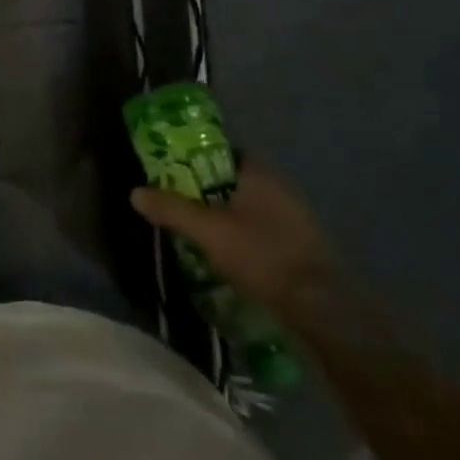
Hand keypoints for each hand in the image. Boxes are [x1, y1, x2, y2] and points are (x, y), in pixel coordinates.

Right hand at [130, 162, 336, 328]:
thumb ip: (172, 209)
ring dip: (224, 218)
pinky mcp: (301, 247)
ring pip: (248, 209)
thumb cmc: (263, 256)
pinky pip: (262, 231)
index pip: (223, 153)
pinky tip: (226, 256)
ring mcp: (295, 219)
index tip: (172, 173)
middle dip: (206, 192)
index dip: (196, 160)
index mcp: (260, 174)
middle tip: (177, 205)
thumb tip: (135, 192)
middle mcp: (281, 189)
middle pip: (233, 182)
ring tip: (196, 233)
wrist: (323, 307)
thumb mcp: (208, 231)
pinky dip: (242, 238)